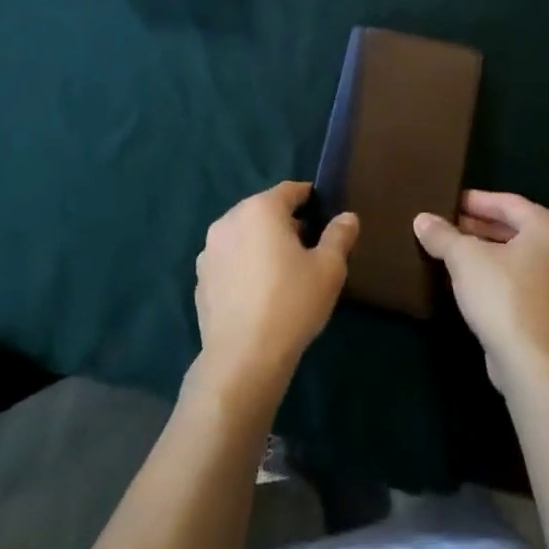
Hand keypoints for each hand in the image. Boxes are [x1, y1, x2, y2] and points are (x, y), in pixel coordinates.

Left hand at [192, 181, 357, 408]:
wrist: (243, 357)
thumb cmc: (292, 303)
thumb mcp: (329, 269)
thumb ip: (339, 236)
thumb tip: (347, 217)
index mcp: (260, 209)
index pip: (289, 190)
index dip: (309, 198)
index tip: (324, 214)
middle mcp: (229, 220)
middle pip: (264, 211)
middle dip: (286, 223)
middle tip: (309, 247)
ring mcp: (209, 250)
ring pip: (244, 235)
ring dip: (262, 244)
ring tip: (283, 273)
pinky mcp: (200, 279)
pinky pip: (229, 261)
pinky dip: (244, 266)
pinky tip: (258, 293)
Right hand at [414, 191, 548, 395]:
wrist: (535, 367)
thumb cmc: (504, 297)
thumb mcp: (464, 259)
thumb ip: (443, 235)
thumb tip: (422, 219)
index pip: (508, 203)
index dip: (475, 201)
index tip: (449, 202)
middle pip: (518, 231)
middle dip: (481, 229)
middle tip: (449, 227)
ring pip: (523, 260)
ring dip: (490, 255)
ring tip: (456, 255)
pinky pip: (528, 286)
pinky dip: (503, 279)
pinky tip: (474, 285)